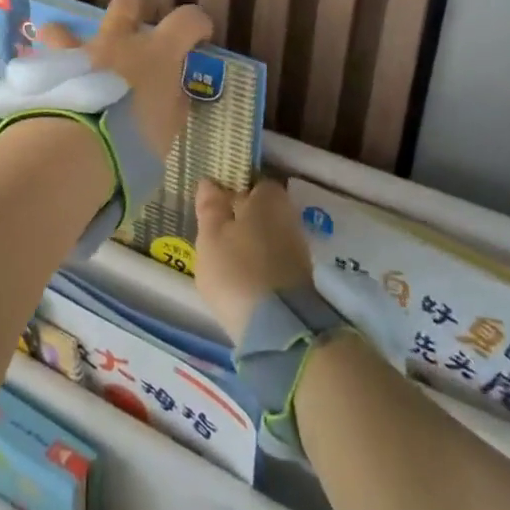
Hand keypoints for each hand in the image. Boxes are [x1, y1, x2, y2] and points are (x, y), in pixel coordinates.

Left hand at [39, 0, 212, 157]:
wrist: (75, 148)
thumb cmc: (133, 141)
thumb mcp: (165, 131)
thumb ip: (170, 108)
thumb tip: (173, 96)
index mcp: (156, 53)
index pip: (187, 20)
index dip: (197, 23)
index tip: (199, 36)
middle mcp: (118, 42)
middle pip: (127, 4)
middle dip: (134, 12)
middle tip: (137, 34)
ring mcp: (80, 52)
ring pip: (67, 27)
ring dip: (72, 39)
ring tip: (74, 61)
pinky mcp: (49, 68)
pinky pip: (44, 59)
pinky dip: (50, 69)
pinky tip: (50, 87)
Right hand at [192, 179, 315, 342]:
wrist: (278, 328)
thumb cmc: (236, 269)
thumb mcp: (210, 235)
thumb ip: (210, 206)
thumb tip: (210, 182)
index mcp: (268, 197)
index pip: (251, 181)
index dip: (231, 188)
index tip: (212, 203)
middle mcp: (289, 215)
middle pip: (260, 209)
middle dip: (240, 216)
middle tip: (213, 231)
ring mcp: (297, 247)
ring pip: (267, 234)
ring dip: (249, 241)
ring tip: (223, 258)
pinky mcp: (299, 277)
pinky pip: (273, 258)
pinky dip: (258, 262)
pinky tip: (241, 277)